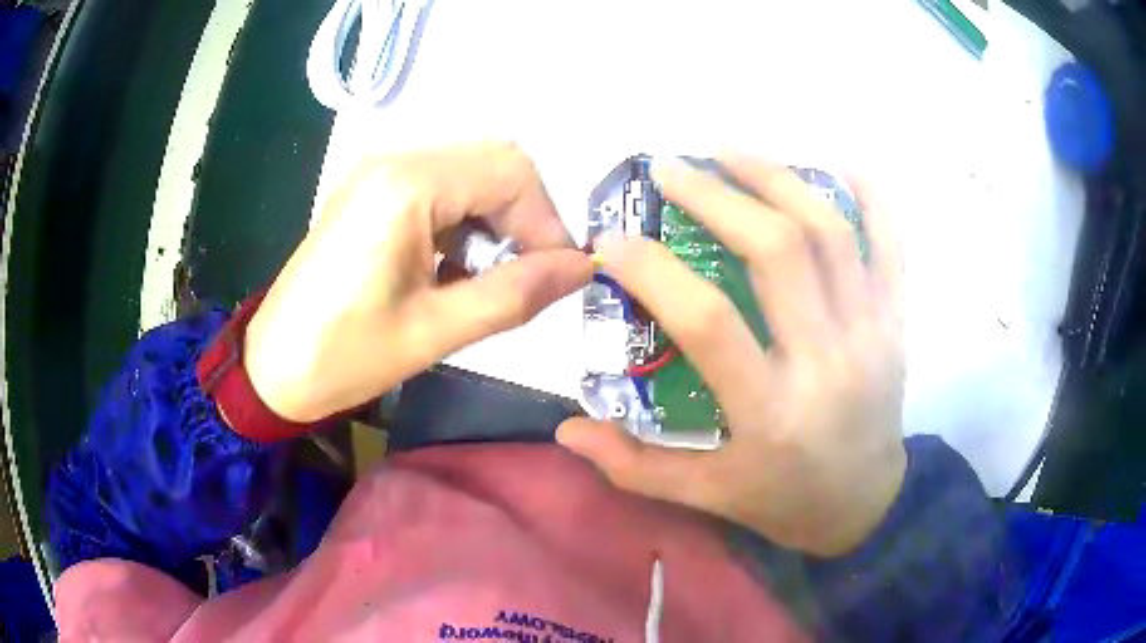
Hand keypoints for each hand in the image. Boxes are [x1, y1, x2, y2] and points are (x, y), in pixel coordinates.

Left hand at [244, 142, 591, 421]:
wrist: (272, 367)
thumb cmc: (344, 356)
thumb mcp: (435, 331)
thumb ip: (516, 294)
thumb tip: (582, 268)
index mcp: (406, 185)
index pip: (511, 172)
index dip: (547, 221)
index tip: (557, 275)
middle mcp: (394, 160)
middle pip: (493, 161)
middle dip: (524, 217)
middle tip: (526, 275)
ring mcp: (378, 170)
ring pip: (470, 171)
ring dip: (495, 219)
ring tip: (486, 278)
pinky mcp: (371, 189)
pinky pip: (440, 185)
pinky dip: (464, 219)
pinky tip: (453, 266)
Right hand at [557, 155, 905, 556]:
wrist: (865, 505)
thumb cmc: (784, 501)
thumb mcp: (707, 496)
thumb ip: (633, 465)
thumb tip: (566, 429)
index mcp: (771, 412)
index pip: (708, 320)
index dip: (652, 270)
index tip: (612, 241)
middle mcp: (828, 361)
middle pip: (776, 250)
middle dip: (715, 196)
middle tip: (669, 169)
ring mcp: (872, 334)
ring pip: (830, 231)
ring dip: (776, 178)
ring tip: (729, 151)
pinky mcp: (897, 322)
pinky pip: (891, 244)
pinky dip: (869, 196)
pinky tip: (835, 163)